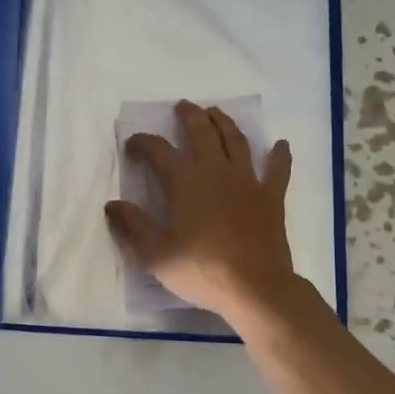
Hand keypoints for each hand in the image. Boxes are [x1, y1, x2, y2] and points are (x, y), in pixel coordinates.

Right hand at [105, 101, 300, 323]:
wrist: (254, 287)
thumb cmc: (200, 270)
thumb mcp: (155, 253)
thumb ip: (133, 225)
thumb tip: (113, 204)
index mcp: (184, 182)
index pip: (158, 150)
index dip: (143, 142)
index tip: (133, 145)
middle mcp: (215, 171)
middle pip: (202, 132)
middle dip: (190, 116)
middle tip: (183, 106)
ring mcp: (247, 181)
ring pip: (236, 141)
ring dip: (225, 123)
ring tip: (216, 112)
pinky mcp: (271, 197)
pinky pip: (278, 170)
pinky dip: (280, 156)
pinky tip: (281, 145)